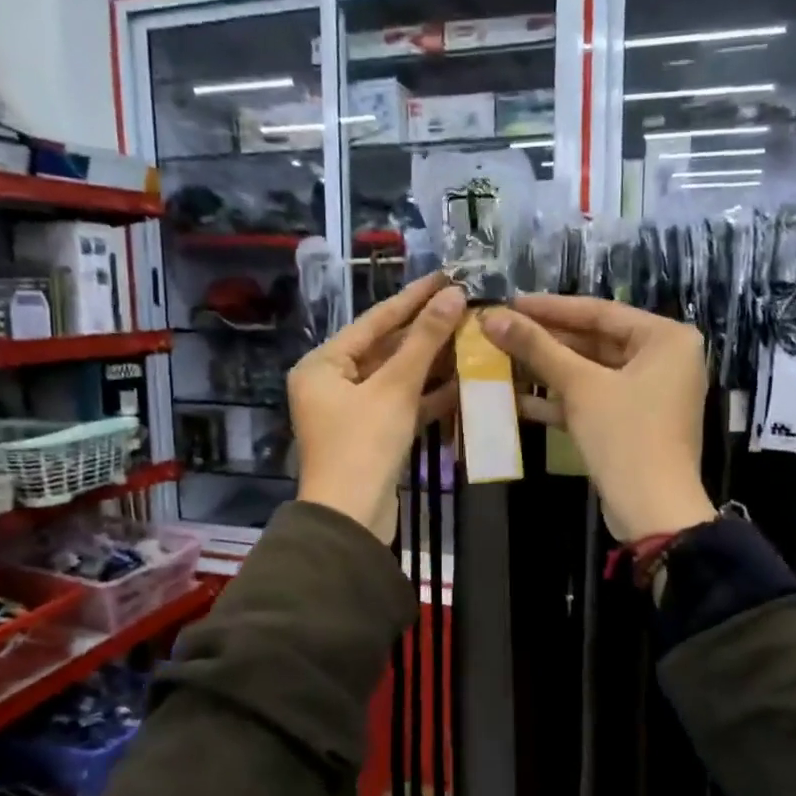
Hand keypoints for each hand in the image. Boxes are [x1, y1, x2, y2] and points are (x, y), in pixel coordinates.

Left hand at [289, 272, 465, 541]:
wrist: (352, 519)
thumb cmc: (364, 445)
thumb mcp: (395, 388)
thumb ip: (425, 341)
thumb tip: (453, 295)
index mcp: (323, 365)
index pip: (375, 321)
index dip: (413, 298)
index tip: (446, 276)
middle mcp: (332, 382)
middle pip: (386, 348)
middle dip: (427, 332)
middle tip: (465, 307)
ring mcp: (353, 411)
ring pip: (398, 378)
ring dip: (433, 363)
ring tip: (472, 337)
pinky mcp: (373, 435)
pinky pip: (402, 404)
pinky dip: (429, 395)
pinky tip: (464, 380)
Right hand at [482, 296, 717, 542]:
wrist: (652, 510)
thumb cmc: (625, 435)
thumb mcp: (580, 386)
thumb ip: (537, 348)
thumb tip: (491, 316)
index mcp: (666, 339)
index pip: (599, 311)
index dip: (550, 308)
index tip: (509, 302)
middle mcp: (663, 360)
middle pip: (594, 341)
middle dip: (545, 341)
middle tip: (500, 331)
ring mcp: (648, 394)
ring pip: (589, 372)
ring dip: (546, 370)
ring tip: (500, 360)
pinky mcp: (631, 423)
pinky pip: (592, 399)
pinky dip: (559, 399)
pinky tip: (515, 397)